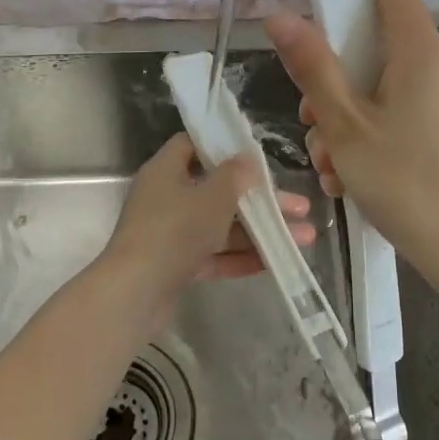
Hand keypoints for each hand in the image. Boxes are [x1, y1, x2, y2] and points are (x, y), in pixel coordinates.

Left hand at [95, 133, 314, 326]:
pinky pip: (212, 254)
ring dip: (258, 231)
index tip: (256, 155)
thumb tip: (246, 158)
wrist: (135, 294)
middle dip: (259, 200)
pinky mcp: (174, 265)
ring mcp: (169, 233)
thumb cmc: (174, 231)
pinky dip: (239, 257)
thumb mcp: (211, 197)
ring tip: (303, 238)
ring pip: (219, 226)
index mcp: (166, 171)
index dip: (223, 146)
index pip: (192, 145)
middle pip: (217, 190)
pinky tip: (274, 262)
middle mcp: (166, 197)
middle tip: (300, 206)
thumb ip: (234, 176)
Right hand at [264, 0, 438, 292]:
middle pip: (379, 42)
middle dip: (333, 69)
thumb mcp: (344, 126)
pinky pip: (400, 112)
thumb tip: (280, 15)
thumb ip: (312, 67)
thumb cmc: (403, 183)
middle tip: (306, 111)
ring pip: (383, 85)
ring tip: (328, 164)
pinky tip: (350, 175)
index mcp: (420, 54)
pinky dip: (368, 131)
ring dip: (345, 113)